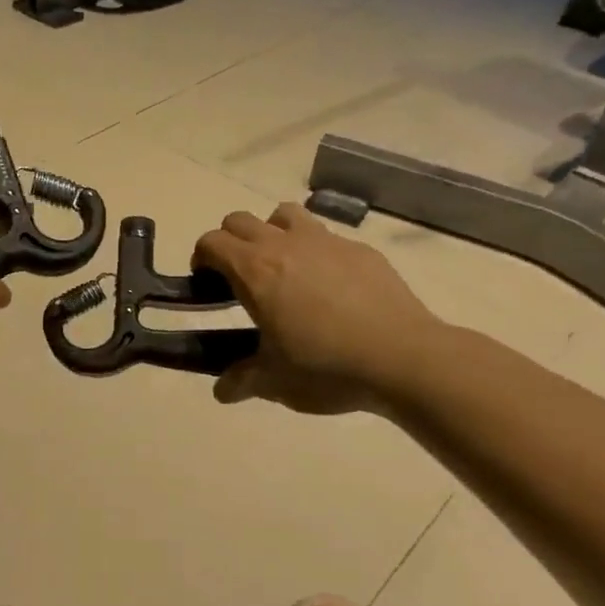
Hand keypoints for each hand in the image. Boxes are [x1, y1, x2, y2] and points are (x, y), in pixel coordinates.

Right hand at [193, 204, 446, 414]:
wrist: (402, 358)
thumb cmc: (326, 368)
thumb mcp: (274, 382)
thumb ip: (241, 381)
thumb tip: (222, 391)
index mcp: (255, 272)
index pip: (212, 242)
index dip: (202, 258)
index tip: (206, 283)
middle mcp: (286, 245)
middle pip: (241, 220)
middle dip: (230, 242)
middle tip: (238, 278)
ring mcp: (326, 242)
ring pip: (284, 214)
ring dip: (272, 232)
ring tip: (282, 268)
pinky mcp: (361, 250)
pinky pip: (326, 236)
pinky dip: (314, 251)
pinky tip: (329, 287)